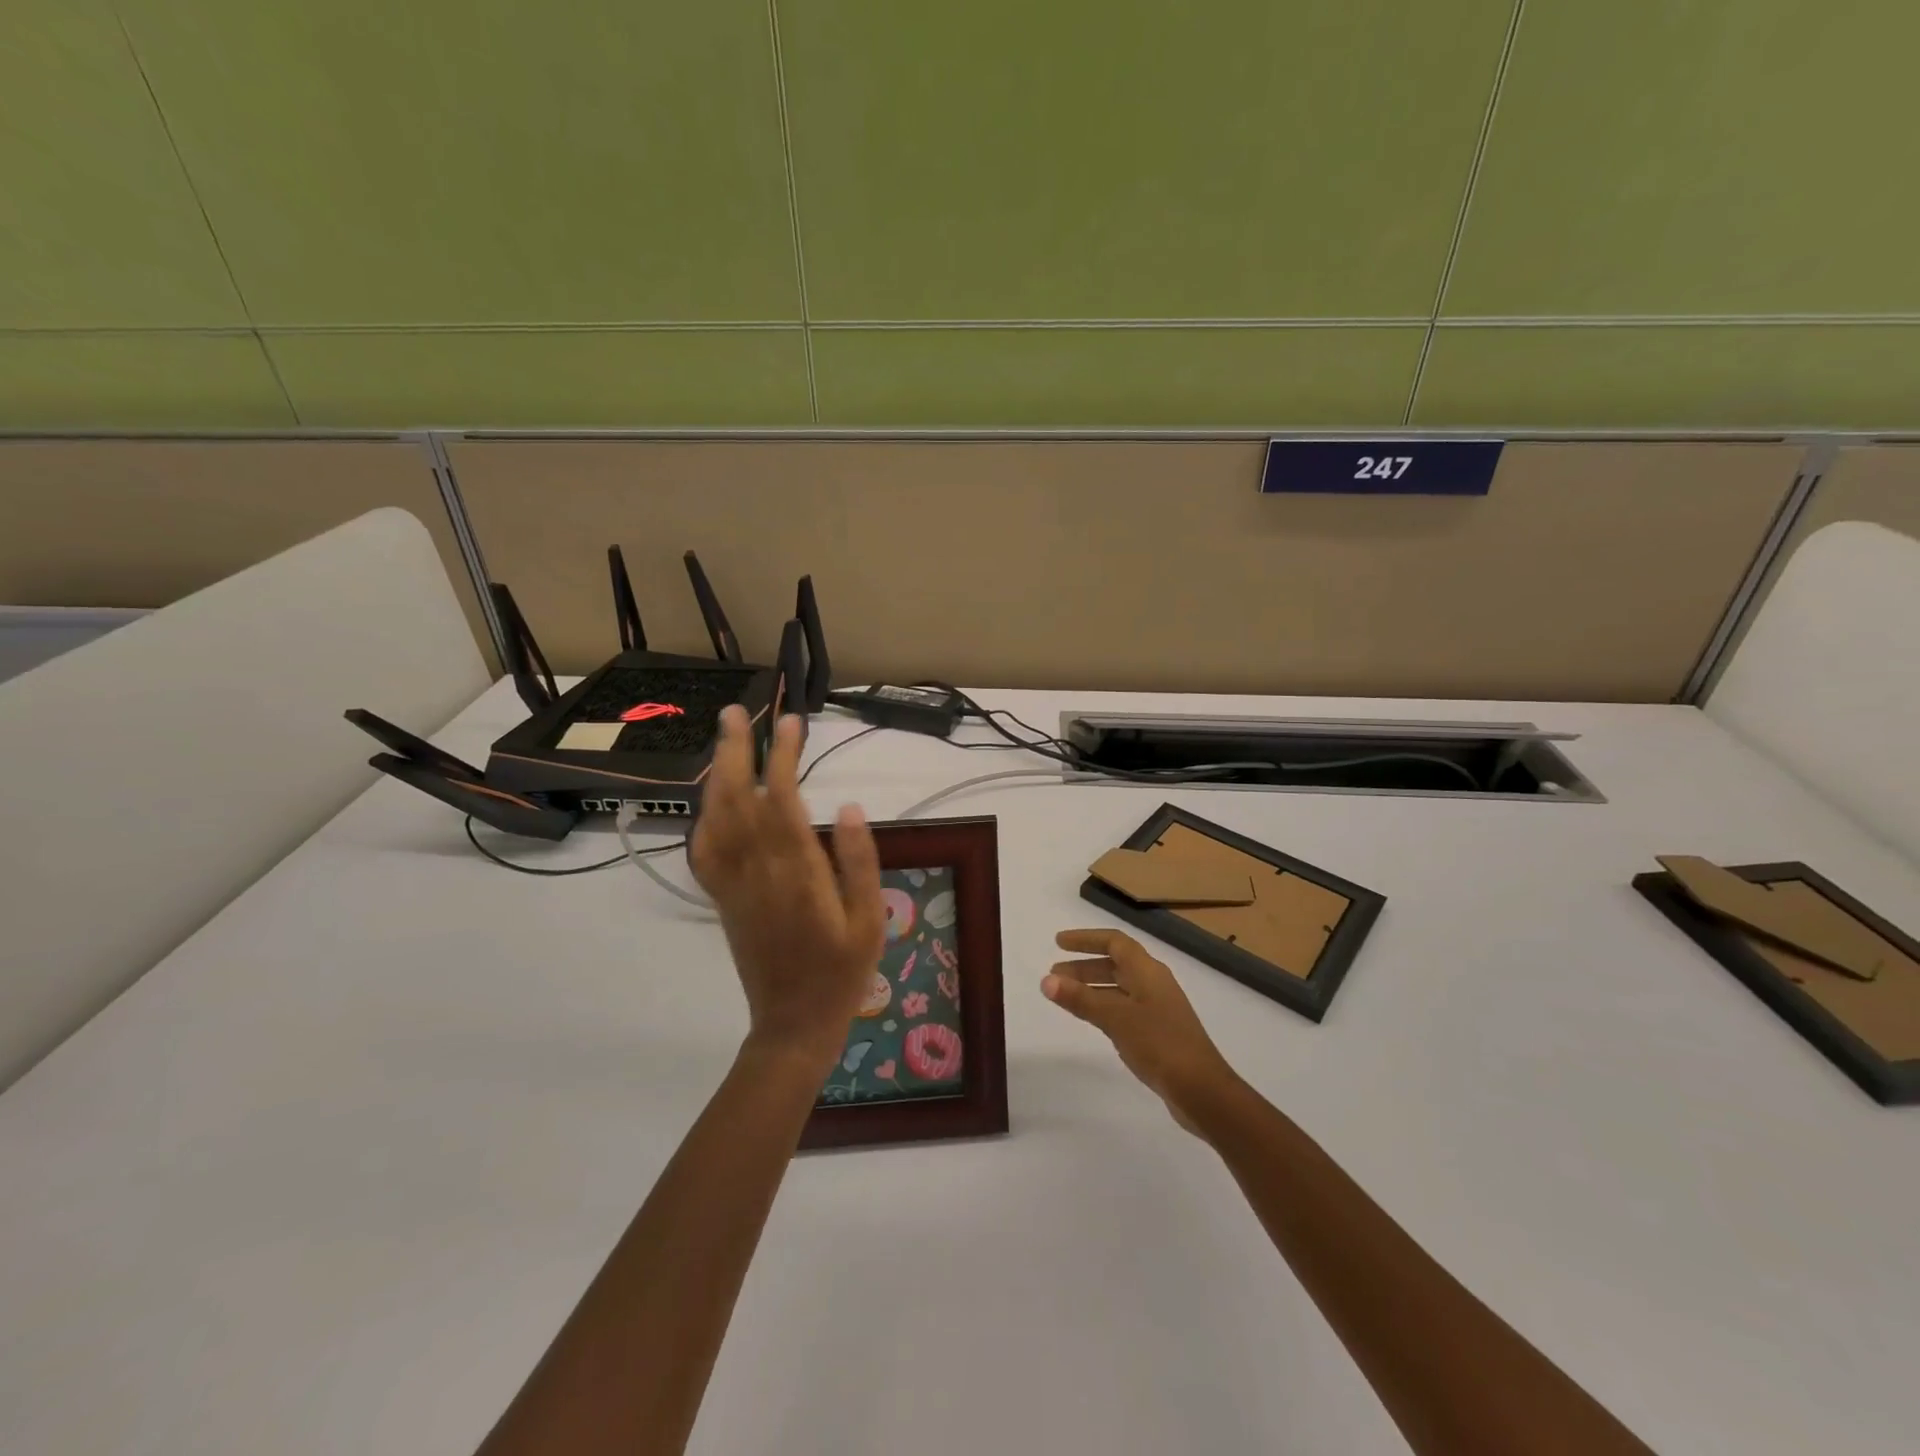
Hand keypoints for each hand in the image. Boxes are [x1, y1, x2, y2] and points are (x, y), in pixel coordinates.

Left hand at [690, 706, 884, 1068]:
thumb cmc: (842, 971)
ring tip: (724, 740)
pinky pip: (703, 851)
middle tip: (736, 712)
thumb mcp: (869, 919)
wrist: (793, 1023)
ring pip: (715, 819)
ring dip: (717, 775)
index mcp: (798, 873)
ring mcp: (732, 885)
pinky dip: (704, 817)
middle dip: (735, 751)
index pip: (784, 800)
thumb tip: (850, 807)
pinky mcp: (722, 899)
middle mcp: (757, 871)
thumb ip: (860, 861)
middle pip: (738, 799)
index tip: (791, 723)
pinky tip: (712, 800)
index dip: (783, 757)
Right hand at [1044, 928, 1239, 1131]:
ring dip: (1092, 987)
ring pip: (1119, 987)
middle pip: (1116, 964)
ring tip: (1065, 996)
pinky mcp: (1159, 1032)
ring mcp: (1158, 1008)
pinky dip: (1104, 1006)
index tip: (1058, 943)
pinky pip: (1125, 1008)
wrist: (1202, 1090)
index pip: (1114, 942)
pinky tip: (1092, 1020)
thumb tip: (1046, 980)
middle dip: (1084, 966)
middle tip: (1054, 975)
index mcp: (1148, 971)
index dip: (1086, 939)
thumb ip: (1080, 998)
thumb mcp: (1115, 1018)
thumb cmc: (1159, 1044)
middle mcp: (1154, 983)